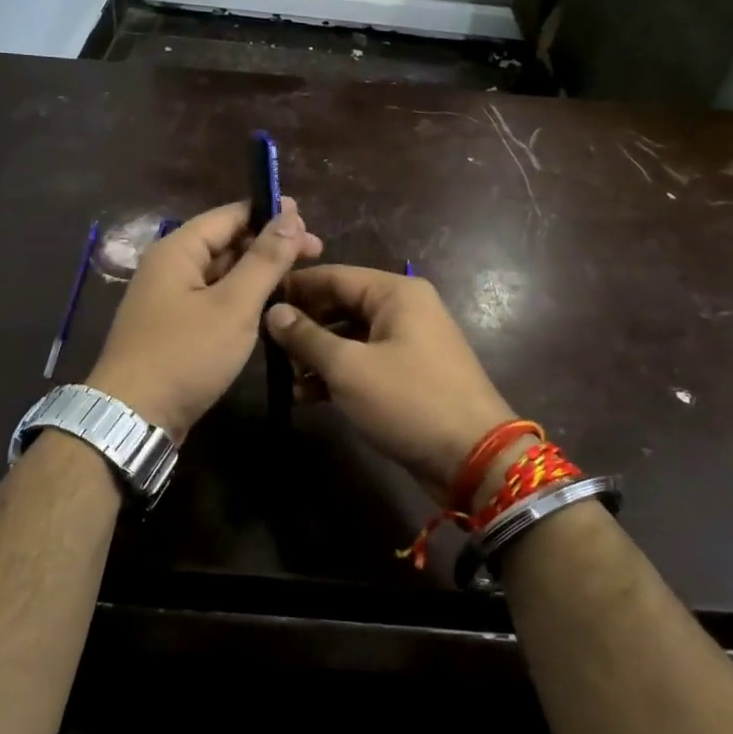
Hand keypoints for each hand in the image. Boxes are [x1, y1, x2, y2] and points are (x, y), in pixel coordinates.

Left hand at [85, 199, 322, 438]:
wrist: (133, 417)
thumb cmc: (185, 354)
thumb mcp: (233, 305)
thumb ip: (264, 260)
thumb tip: (290, 215)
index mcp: (178, 250)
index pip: (229, 215)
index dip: (270, 214)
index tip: (309, 222)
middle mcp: (170, 267)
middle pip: (225, 242)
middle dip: (269, 244)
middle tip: (315, 252)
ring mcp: (170, 299)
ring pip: (221, 273)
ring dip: (257, 272)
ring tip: (299, 278)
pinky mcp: (174, 327)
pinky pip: (213, 299)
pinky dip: (241, 297)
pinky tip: (269, 306)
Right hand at [265, 265, 515, 502]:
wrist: (475, 458)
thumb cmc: (409, 400)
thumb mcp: (349, 368)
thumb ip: (307, 337)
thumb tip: (273, 312)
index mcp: (395, 292)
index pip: (334, 275)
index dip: (295, 287)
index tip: (257, 300)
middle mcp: (404, 308)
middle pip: (341, 305)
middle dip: (304, 326)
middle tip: (267, 346)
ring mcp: (408, 342)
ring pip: (350, 336)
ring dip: (317, 355)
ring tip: (284, 377)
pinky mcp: (408, 373)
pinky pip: (364, 361)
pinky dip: (338, 374)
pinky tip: (306, 396)